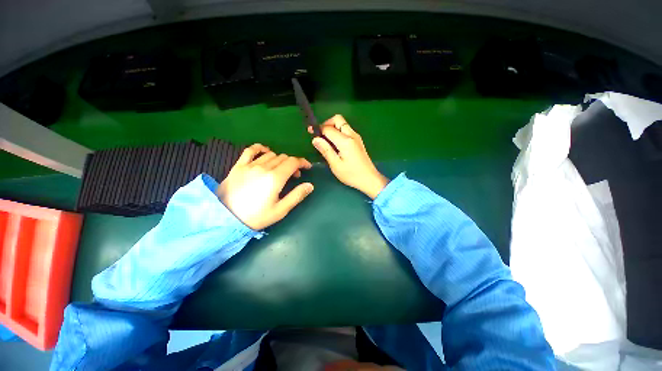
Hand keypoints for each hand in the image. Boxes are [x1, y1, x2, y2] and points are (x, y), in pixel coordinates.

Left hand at [216, 144, 313, 229]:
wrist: (225, 218)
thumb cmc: (256, 216)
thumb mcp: (280, 210)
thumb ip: (296, 196)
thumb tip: (310, 185)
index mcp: (275, 178)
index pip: (293, 162)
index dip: (303, 162)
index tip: (307, 167)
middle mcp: (264, 167)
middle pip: (283, 158)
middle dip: (293, 164)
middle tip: (295, 175)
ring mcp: (250, 165)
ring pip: (271, 155)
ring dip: (280, 159)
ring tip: (281, 169)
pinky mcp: (238, 166)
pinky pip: (250, 150)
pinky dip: (260, 148)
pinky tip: (265, 151)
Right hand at [312, 115, 388, 198]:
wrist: (369, 179)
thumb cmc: (351, 174)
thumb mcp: (335, 165)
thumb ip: (325, 150)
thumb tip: (315, 139)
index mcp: (345, 141)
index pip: (328, 128)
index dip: (318, 129)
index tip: (310, 133)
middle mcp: (352, 135)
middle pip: (338, 119)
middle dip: (327, 124)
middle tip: (320, 135)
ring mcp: (356, 137)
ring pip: (342, 124)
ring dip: (333, 128)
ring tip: (326, 141)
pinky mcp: (358, 141)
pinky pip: (346, 130)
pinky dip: (338, 132)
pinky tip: (335, 144)